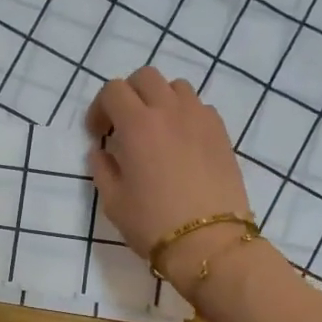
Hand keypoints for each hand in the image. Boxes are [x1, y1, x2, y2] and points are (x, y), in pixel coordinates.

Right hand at [86, 68, 253, 290]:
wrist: (209, 243)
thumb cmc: (153, 223)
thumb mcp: (113, 201)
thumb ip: (103, 169)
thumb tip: (102, 152)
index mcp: (138, 124)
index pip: (113, 90)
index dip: (100, 108)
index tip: (99, 133)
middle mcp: (170, 111)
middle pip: (146, 77)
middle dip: (129, 94)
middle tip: (124, 124)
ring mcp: (200, 119)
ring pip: (177, 87)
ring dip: (160, 100)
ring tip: (156, 129)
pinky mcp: (222, 134)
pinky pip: (200, 107)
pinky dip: (186, 115)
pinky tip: (182, 143)